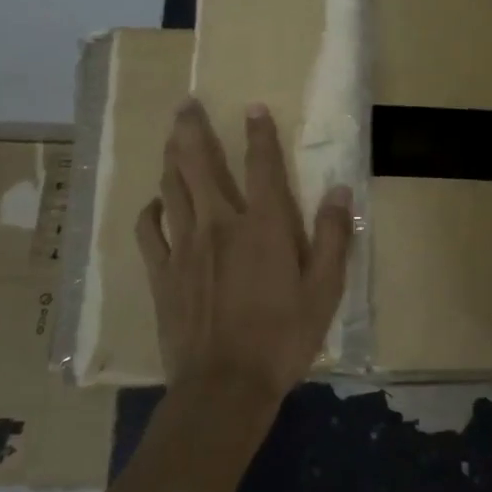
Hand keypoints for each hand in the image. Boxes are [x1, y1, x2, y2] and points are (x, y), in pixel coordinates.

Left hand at [135, 99, 353, 409]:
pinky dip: (151, 210)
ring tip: (169, 138)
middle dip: (192, 130)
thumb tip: (341, 191)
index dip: (259, 133)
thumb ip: (333, 237)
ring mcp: (185, 247)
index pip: (262, 166)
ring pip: (172, 189)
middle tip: (185, 105)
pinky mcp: (162, 273)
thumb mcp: (324, 290)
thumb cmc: (282, 338)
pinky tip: (155, 203)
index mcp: (263, 226)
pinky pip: (149, 230)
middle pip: (200, 165)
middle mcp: (220, 225)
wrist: (224, 386)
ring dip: (170, 158)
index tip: (252, 107)